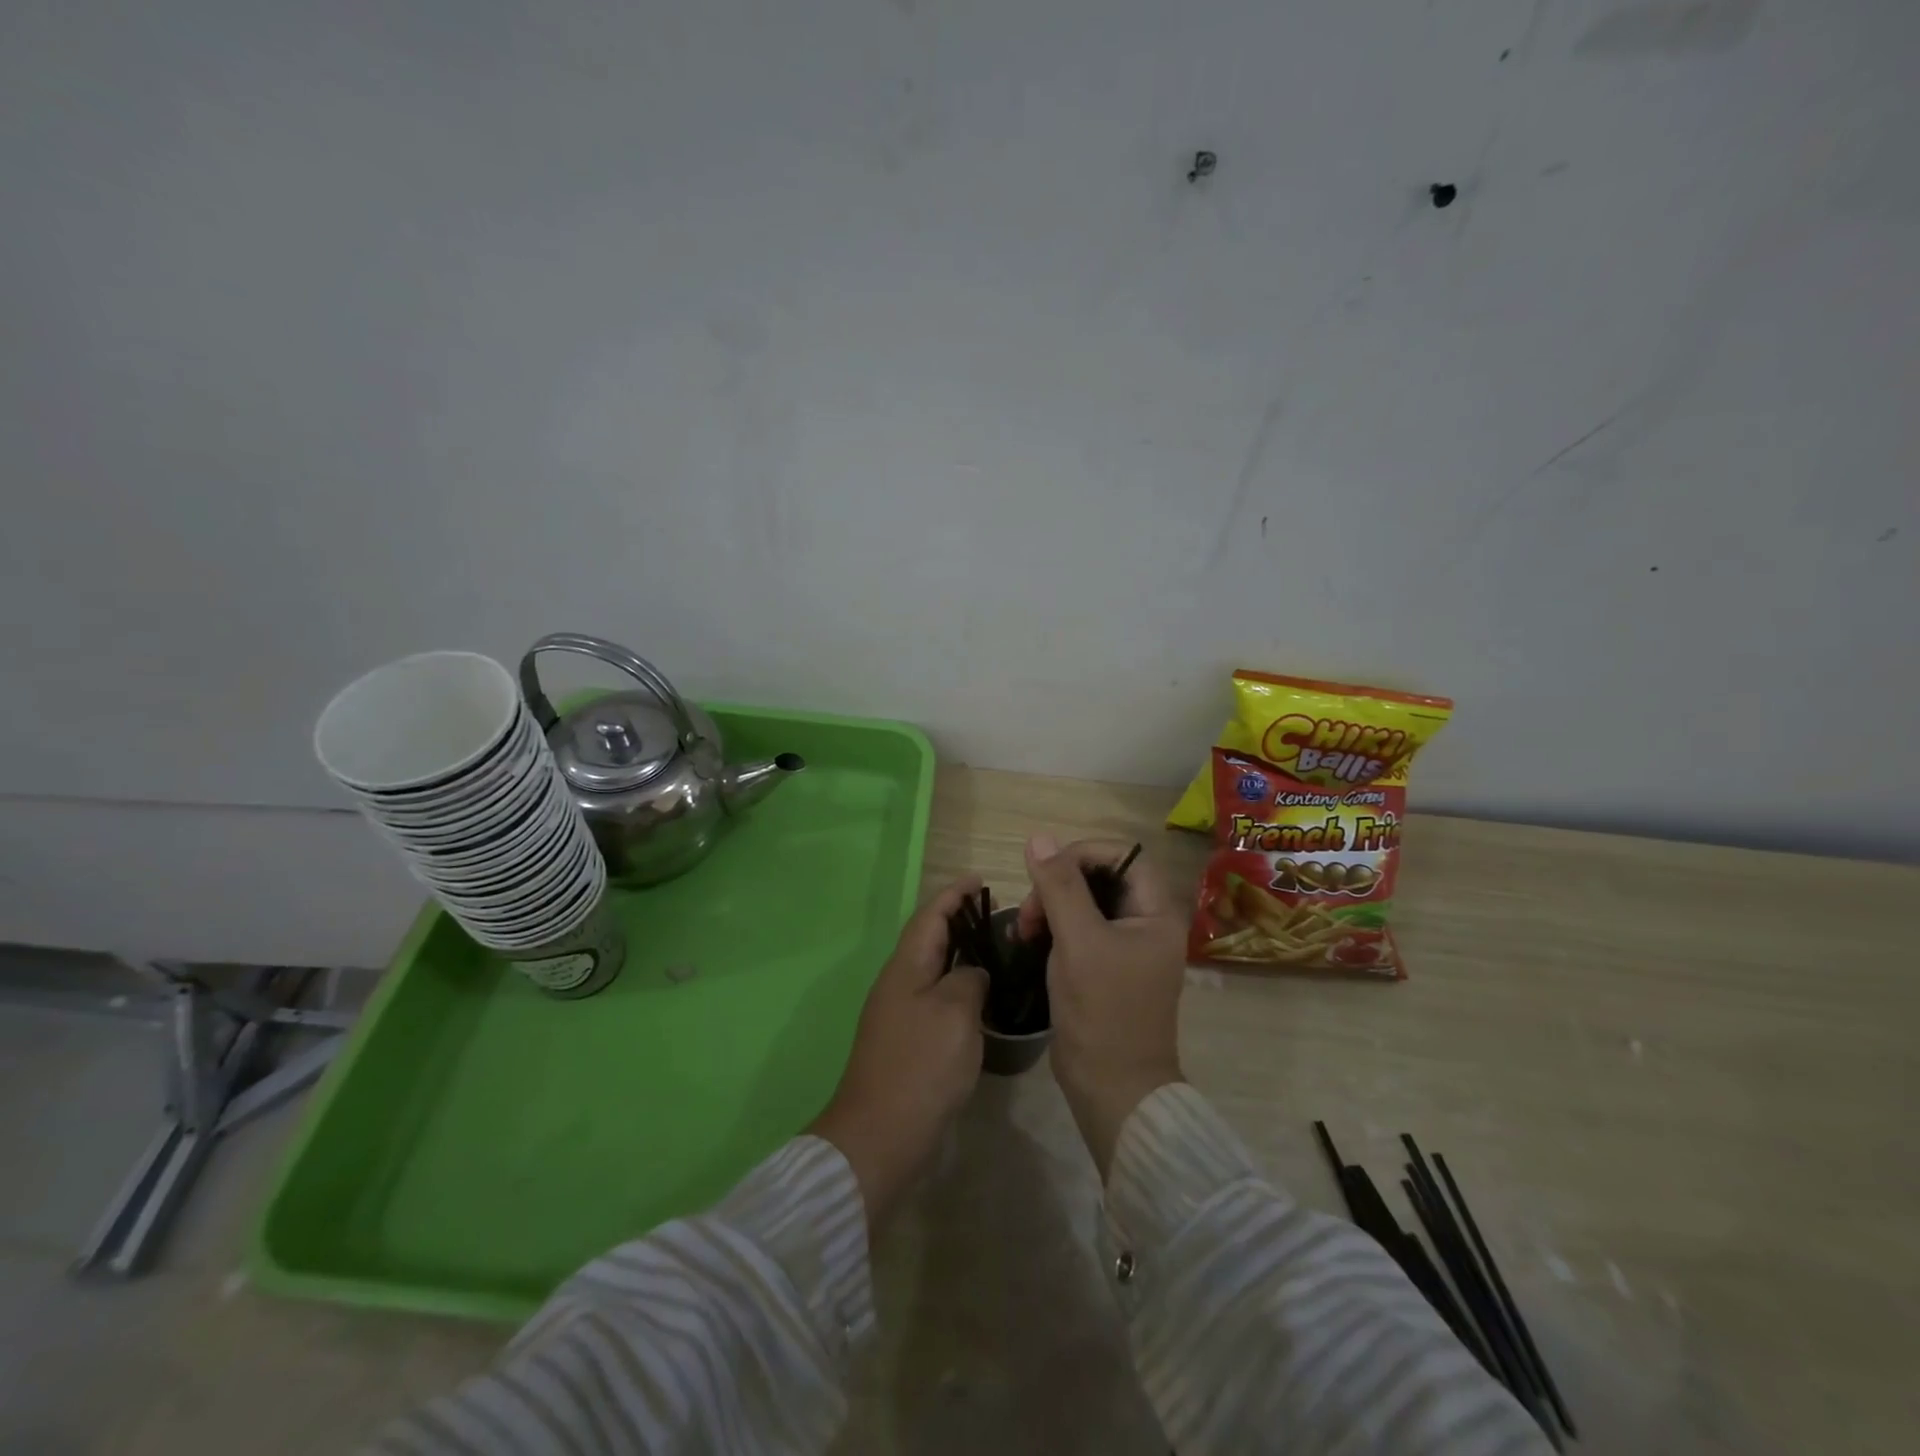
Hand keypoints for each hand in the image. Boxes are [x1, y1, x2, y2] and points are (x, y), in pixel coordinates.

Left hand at [809, 879, 987, 1227]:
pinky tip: (983, 1000)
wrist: (882, 1136)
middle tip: (997, 915)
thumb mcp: (955, 1012)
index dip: (954, 894)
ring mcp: (900, 1015)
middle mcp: (899, 983)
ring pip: (933, 970)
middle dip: (959, 921)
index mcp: (906, 967)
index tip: (980, 879)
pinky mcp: (908, 1043)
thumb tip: (972, 974)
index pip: (931, 915)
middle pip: (929, 939)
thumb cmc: (921, 1065)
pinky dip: (959, 988)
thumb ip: (969, 979)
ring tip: (997, 951)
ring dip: (960, 955)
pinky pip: (936, 999)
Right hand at [1018, 836, 1185, 1178]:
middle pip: (1100, 877)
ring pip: (1085, 902)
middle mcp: (1146, 924)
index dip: (1082, 854)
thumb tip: (1038, 838)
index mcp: (1156, 913)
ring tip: (1025, 931)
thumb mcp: (1078, 942)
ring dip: (1051, 907)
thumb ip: (1059, 887)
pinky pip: (1079, 928)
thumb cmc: (1103, 1012)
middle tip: (1031, 912)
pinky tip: (1030, 943)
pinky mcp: (1106, 966)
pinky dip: (1054, 929)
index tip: (1046, 872)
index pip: (1123, 855)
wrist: (1112, 1089)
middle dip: (1059, 884)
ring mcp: (1126, 947)